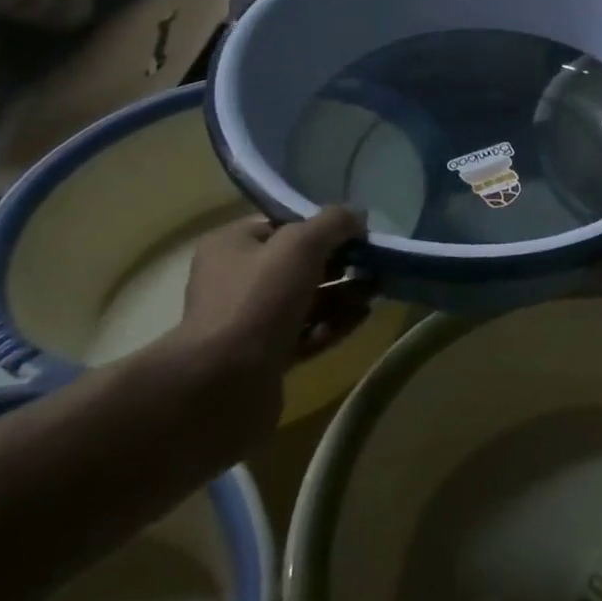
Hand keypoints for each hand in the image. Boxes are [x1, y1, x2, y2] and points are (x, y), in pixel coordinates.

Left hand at [178, 208, 361, 431]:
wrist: (225, 384)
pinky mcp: (266, 356)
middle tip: (374, 262)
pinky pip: (307, 331)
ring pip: (306, 298)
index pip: (283, 224)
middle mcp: (236, 279)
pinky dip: (335, 322)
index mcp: (231, 245)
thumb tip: (357, 216)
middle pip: (299, 262)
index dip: (322, 225)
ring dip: (343, 292)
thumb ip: (333, 223)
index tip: (358, 231)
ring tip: (377, 289)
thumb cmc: (259, 299)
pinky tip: (363, 316)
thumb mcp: (301, 245)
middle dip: (339, 261)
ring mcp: (250, 321)